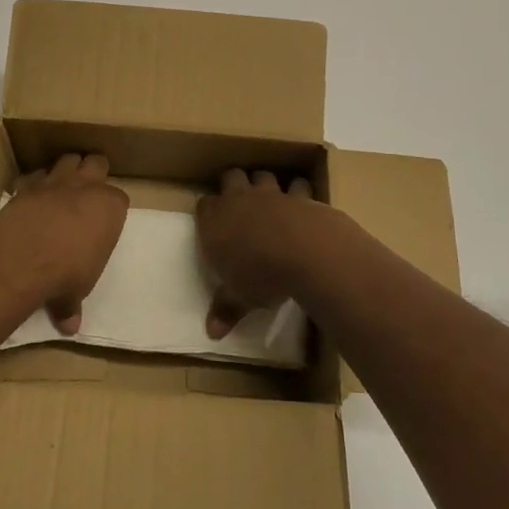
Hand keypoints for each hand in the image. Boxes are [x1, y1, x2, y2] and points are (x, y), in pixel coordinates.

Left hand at [0, 153, 127, 333]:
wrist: (23, 256)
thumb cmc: (65, 273)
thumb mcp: (75, 293)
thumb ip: (72, 304)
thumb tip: (69, 326)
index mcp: (110, 208)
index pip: (120, 199)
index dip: (111, 208)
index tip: (104, 221)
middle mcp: (87, 186)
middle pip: (97, 162)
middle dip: (94, 171)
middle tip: (88, 190)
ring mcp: (56, 181)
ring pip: (68, 159)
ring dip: (67, 169)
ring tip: (62, 187)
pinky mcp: (27, 185)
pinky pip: (34, 175)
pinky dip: (35, 183)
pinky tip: (31, 198)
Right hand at [196, 168, 353, 338]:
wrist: (305, 253)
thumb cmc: (261, 276)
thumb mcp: (239, 298)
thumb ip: (225, 309)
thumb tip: (211, 332)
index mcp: (215, 221)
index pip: (203, 205)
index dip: (208, 212)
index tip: (212, 222)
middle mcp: (239, 200)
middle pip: (231, 177)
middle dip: (233, 184)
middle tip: (238, 201)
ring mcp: (271, 194)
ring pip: (263, 175)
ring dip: (264, 184)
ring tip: (269, 199)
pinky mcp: (299, 195)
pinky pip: (298, 186)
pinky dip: (299, 192)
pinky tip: (303, 203)